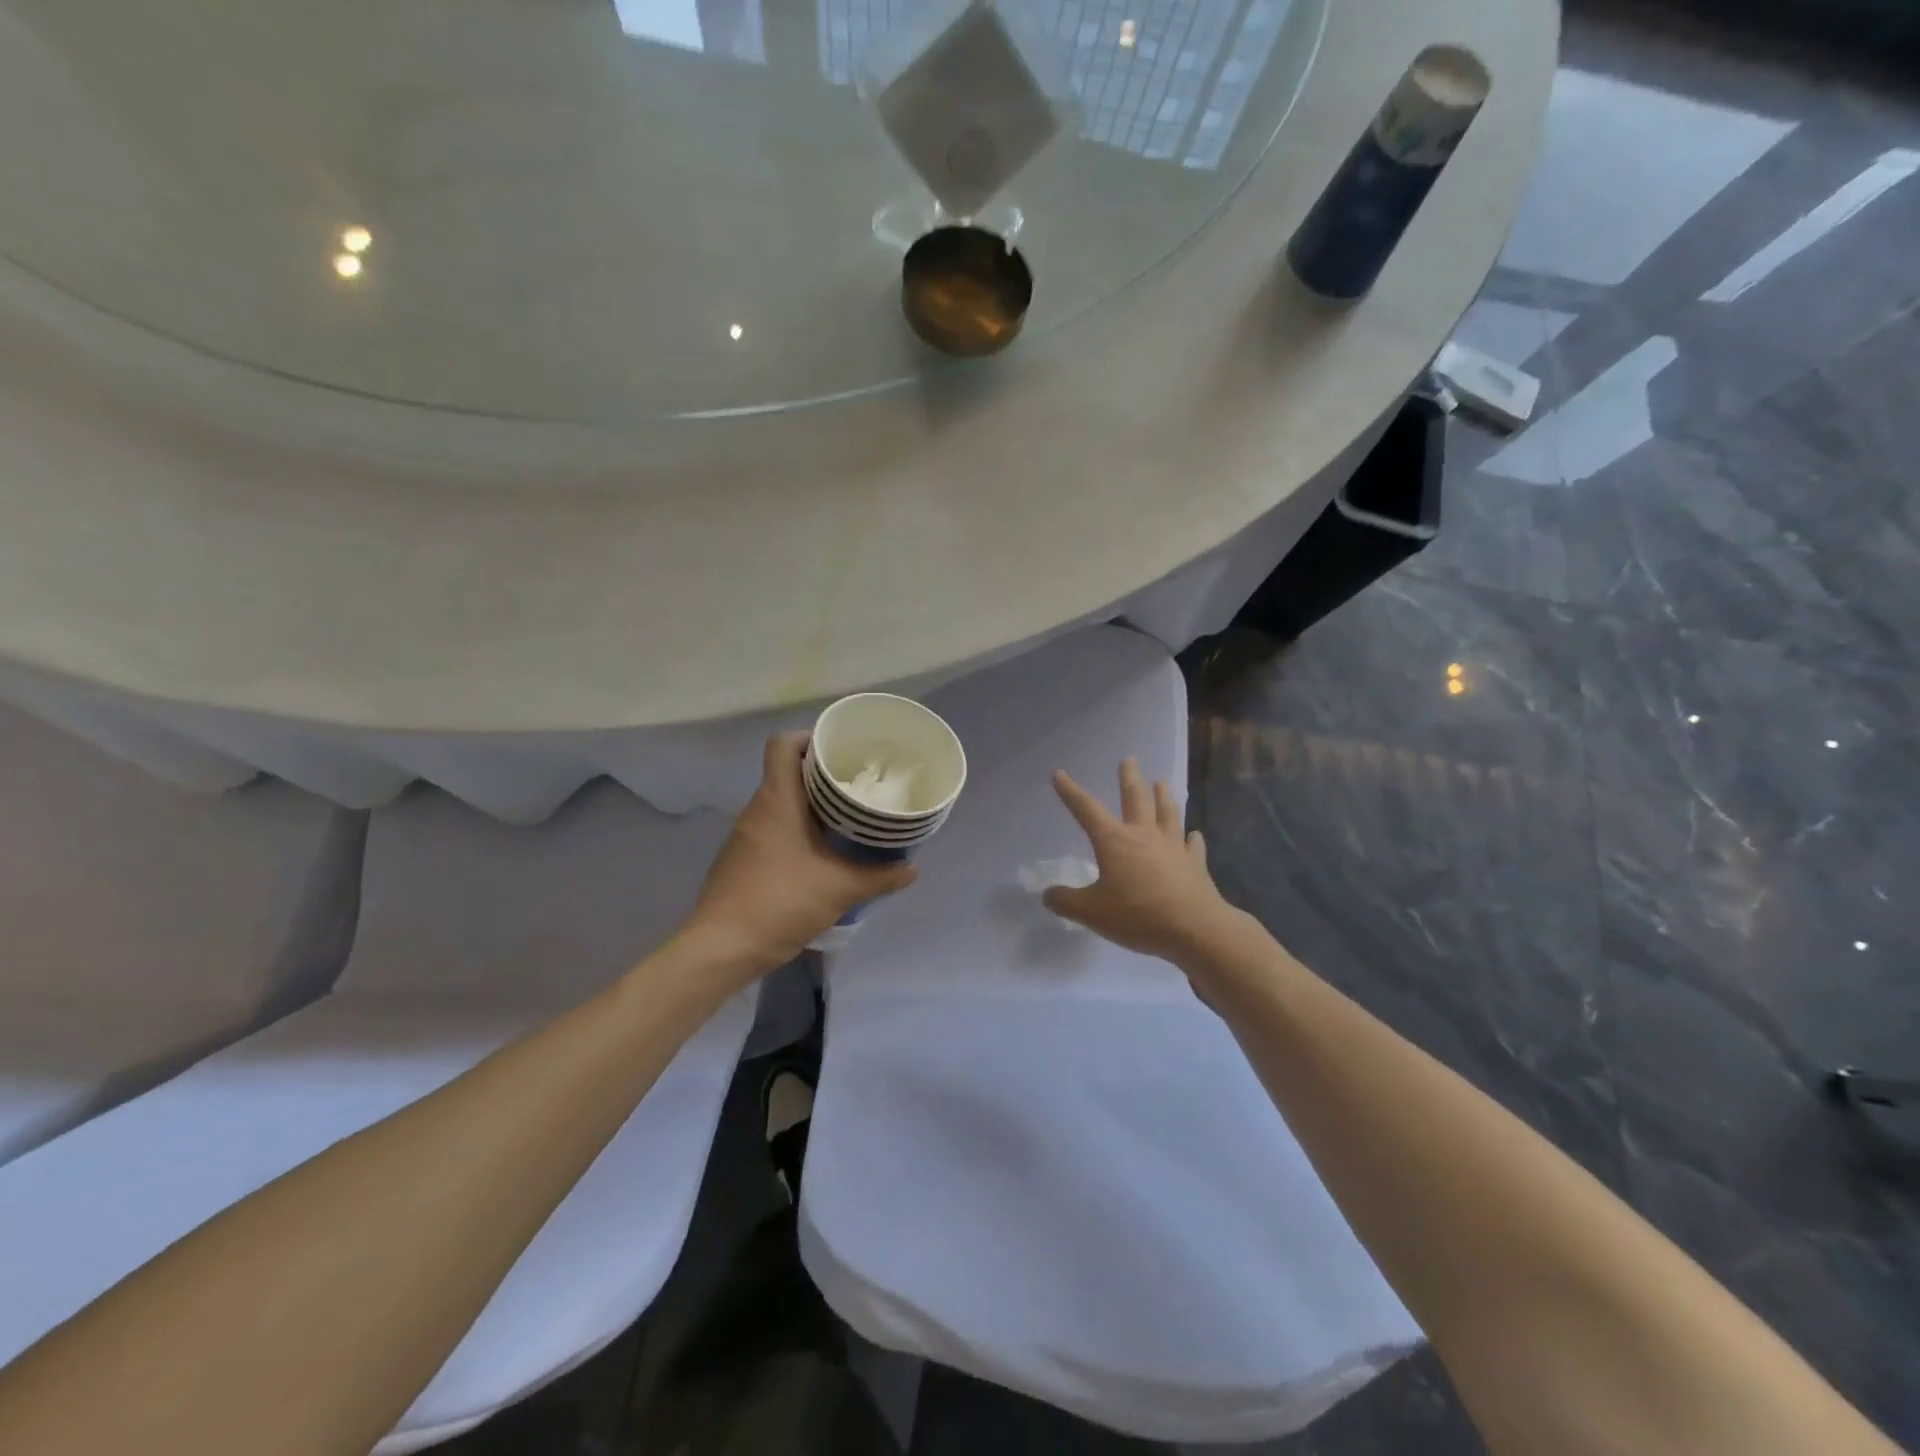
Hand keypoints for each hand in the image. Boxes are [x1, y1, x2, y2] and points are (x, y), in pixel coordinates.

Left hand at [683, 732, 916, 976]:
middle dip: (823, 773)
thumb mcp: (839, 888)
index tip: (842, 749)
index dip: (810, 737)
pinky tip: (824, 850)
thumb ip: (879, 877)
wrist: (721, 948)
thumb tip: (911, 869)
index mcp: (777, 800)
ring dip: (813, 803)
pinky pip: (775, 827)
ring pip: (782, 802)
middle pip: (787, 771)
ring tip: (849, 815)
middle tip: (859, 782)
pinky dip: (799, 828)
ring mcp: (747, 835)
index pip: (783, 745)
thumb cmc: (780, 902)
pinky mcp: (743, 859)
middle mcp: (758, 809)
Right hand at [1046, 758, 1234, 964]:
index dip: (1070, 792)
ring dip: (1163, 796)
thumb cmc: (1138, 916)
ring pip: (1167, 813)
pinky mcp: (1194, 864)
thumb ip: (1066, 902)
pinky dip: (1191, 839)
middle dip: (1129, 778)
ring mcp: (1173, 847)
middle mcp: (1143, 835)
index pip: (1086, 810)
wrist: (1194, 928)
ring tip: (1162, 782)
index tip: (1059, 774)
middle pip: (1136, 798)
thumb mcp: (1092, 912)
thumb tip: (1048, 894)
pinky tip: (1193, 835)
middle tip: (1129, 759)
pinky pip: (1192, 845)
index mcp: (1114, 841)